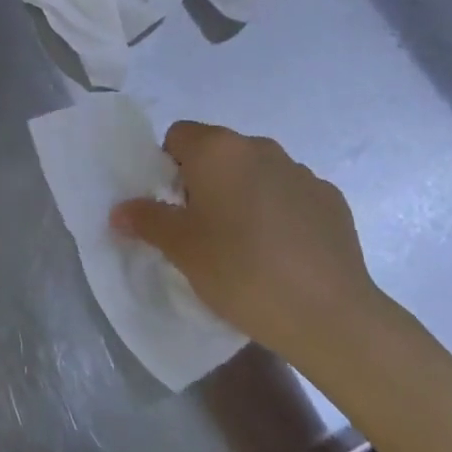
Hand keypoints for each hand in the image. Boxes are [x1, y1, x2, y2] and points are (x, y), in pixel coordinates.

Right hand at [111, 123, 387, 373]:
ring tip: (247, 246)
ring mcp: (301, 171)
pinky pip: (291, 195)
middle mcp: (259, 147)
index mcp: (217, 149)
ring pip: (256, 172)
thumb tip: (120, 210)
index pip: (177, 136)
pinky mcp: (331, 199)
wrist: (330, 315)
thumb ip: (146, 220)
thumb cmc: (241, 271)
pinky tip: (284, 254)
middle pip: (218, 152)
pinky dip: (281, 213)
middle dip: (206, 181)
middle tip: (204, 230)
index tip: (174, 209)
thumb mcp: (181, 249)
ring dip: (245, 194)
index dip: (168, 168)